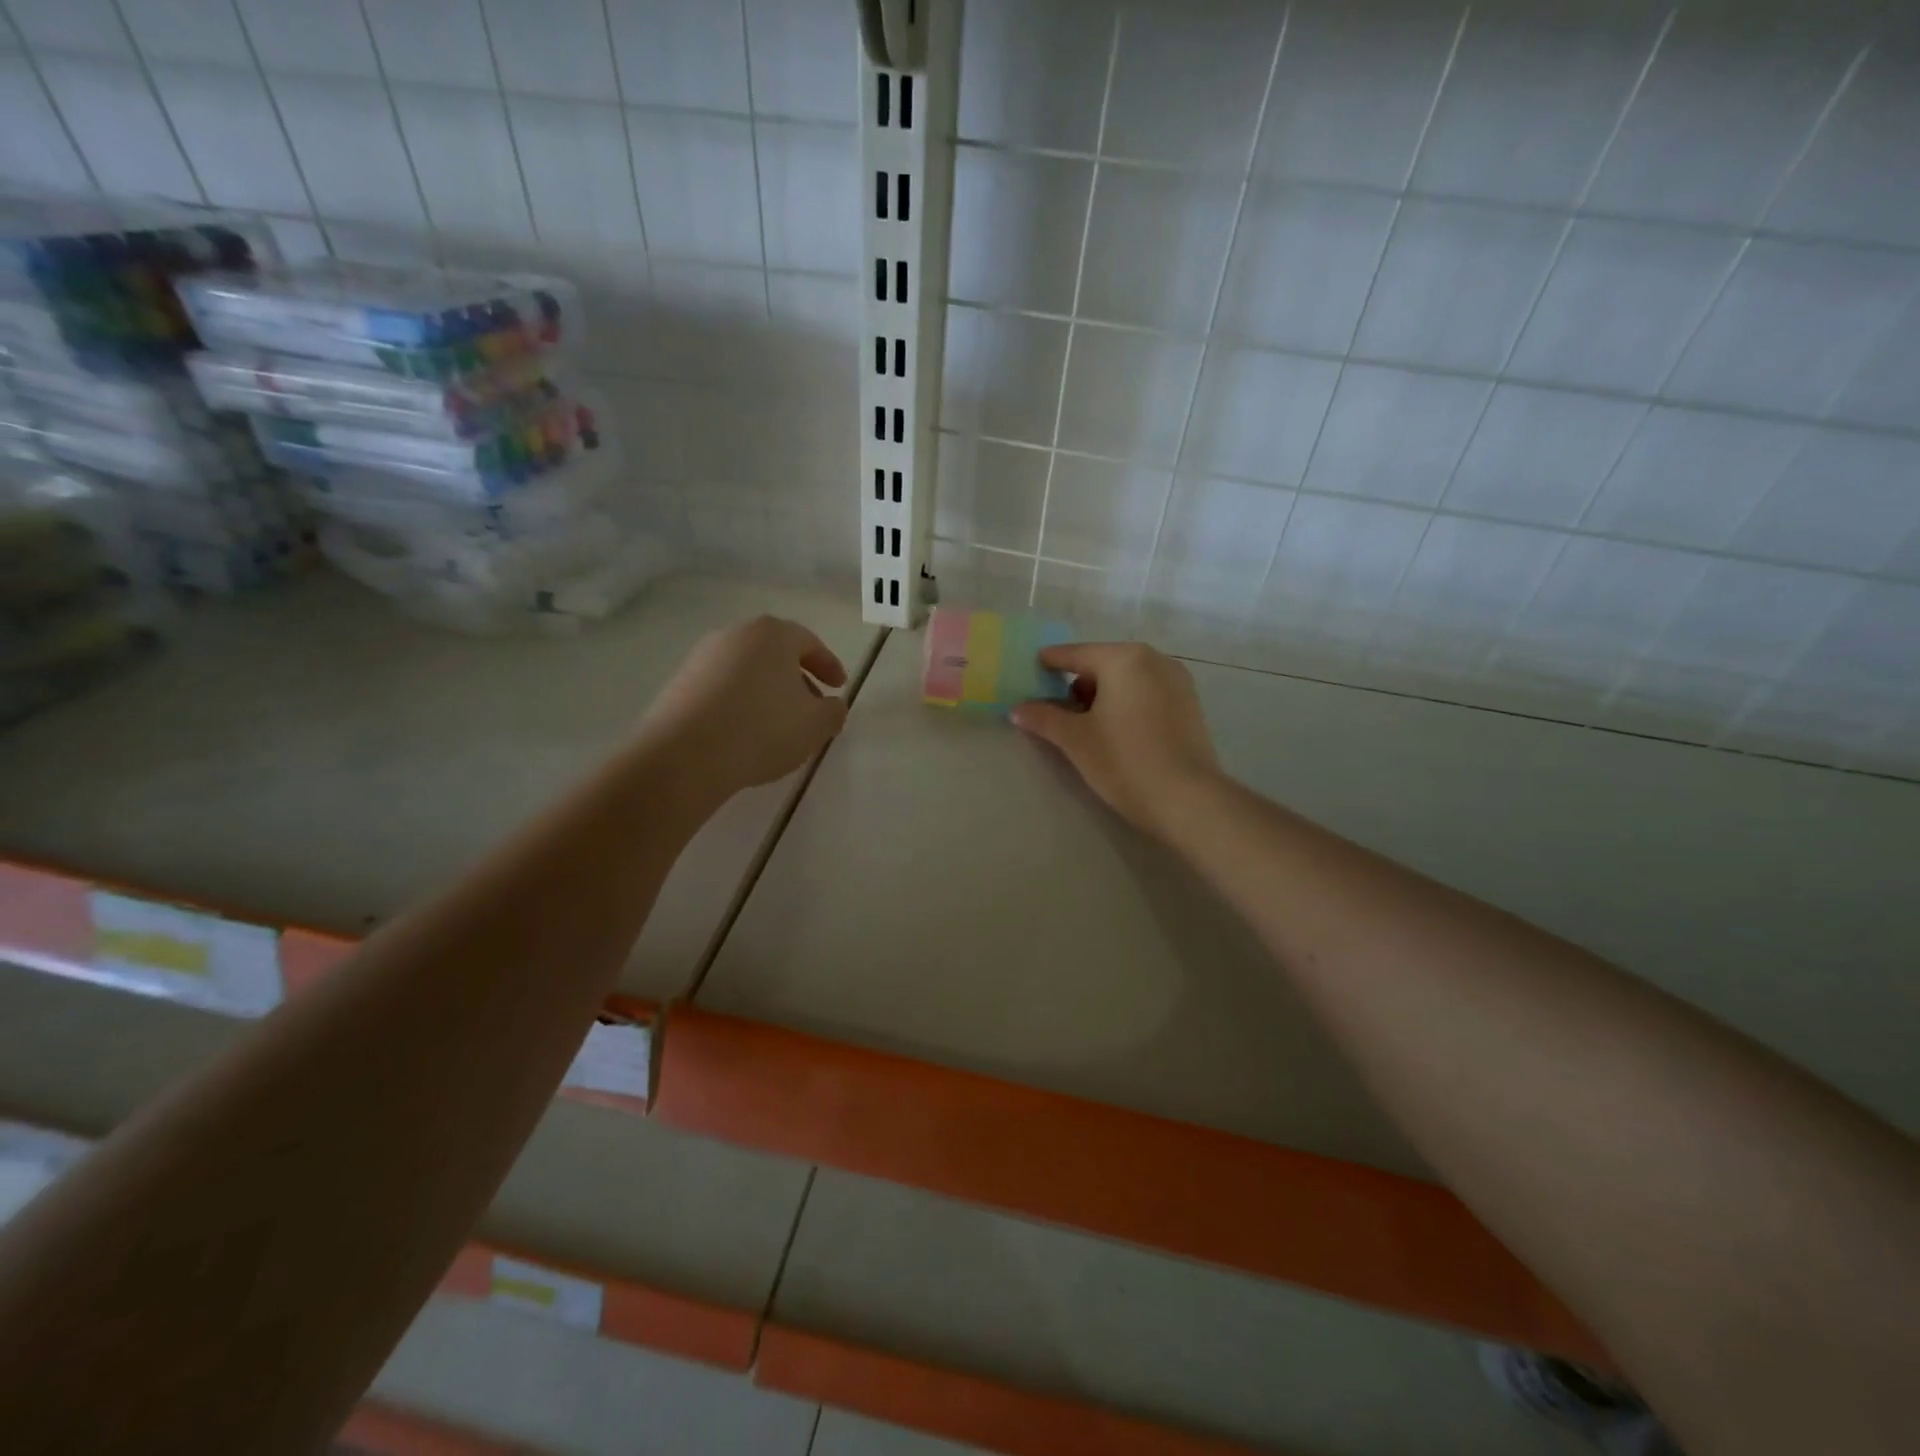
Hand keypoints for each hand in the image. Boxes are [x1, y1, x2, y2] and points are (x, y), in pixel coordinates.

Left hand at [641, 615, 848, 800]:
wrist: (684, 755)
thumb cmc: (762, 729)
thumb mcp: (815, 726)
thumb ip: (833, 712)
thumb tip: (831, 706)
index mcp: (772, 635)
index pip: (809, 643)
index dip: (829, 665)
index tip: (839, 687)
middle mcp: (734, 635)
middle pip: (775, 653)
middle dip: (796, 678)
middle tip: (810, 706)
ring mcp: (702, 658)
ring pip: (746, 670)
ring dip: (766, 692)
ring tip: (776, 725)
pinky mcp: (679, 684)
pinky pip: (721, 688)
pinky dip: (739, 703)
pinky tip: (744, 733)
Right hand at [1010, 642, 1219, 837]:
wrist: (1188, 800)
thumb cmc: (1124, 760)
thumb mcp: (1076, 739)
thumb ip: (1044, 718)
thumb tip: (1017, 709)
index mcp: (1124, 659)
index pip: (1076, 654)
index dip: (1050, 663)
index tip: (1031, 671)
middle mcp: (1154, 660)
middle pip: (1103, 664)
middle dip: (1078, 684)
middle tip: (1056, 711)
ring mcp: (1177, 681)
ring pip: (1127, 679)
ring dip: (1103, 696)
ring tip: (1086, 727)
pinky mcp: (1190, 706)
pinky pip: (1147, 694)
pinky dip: (1127, 704)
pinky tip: (1117, 732)